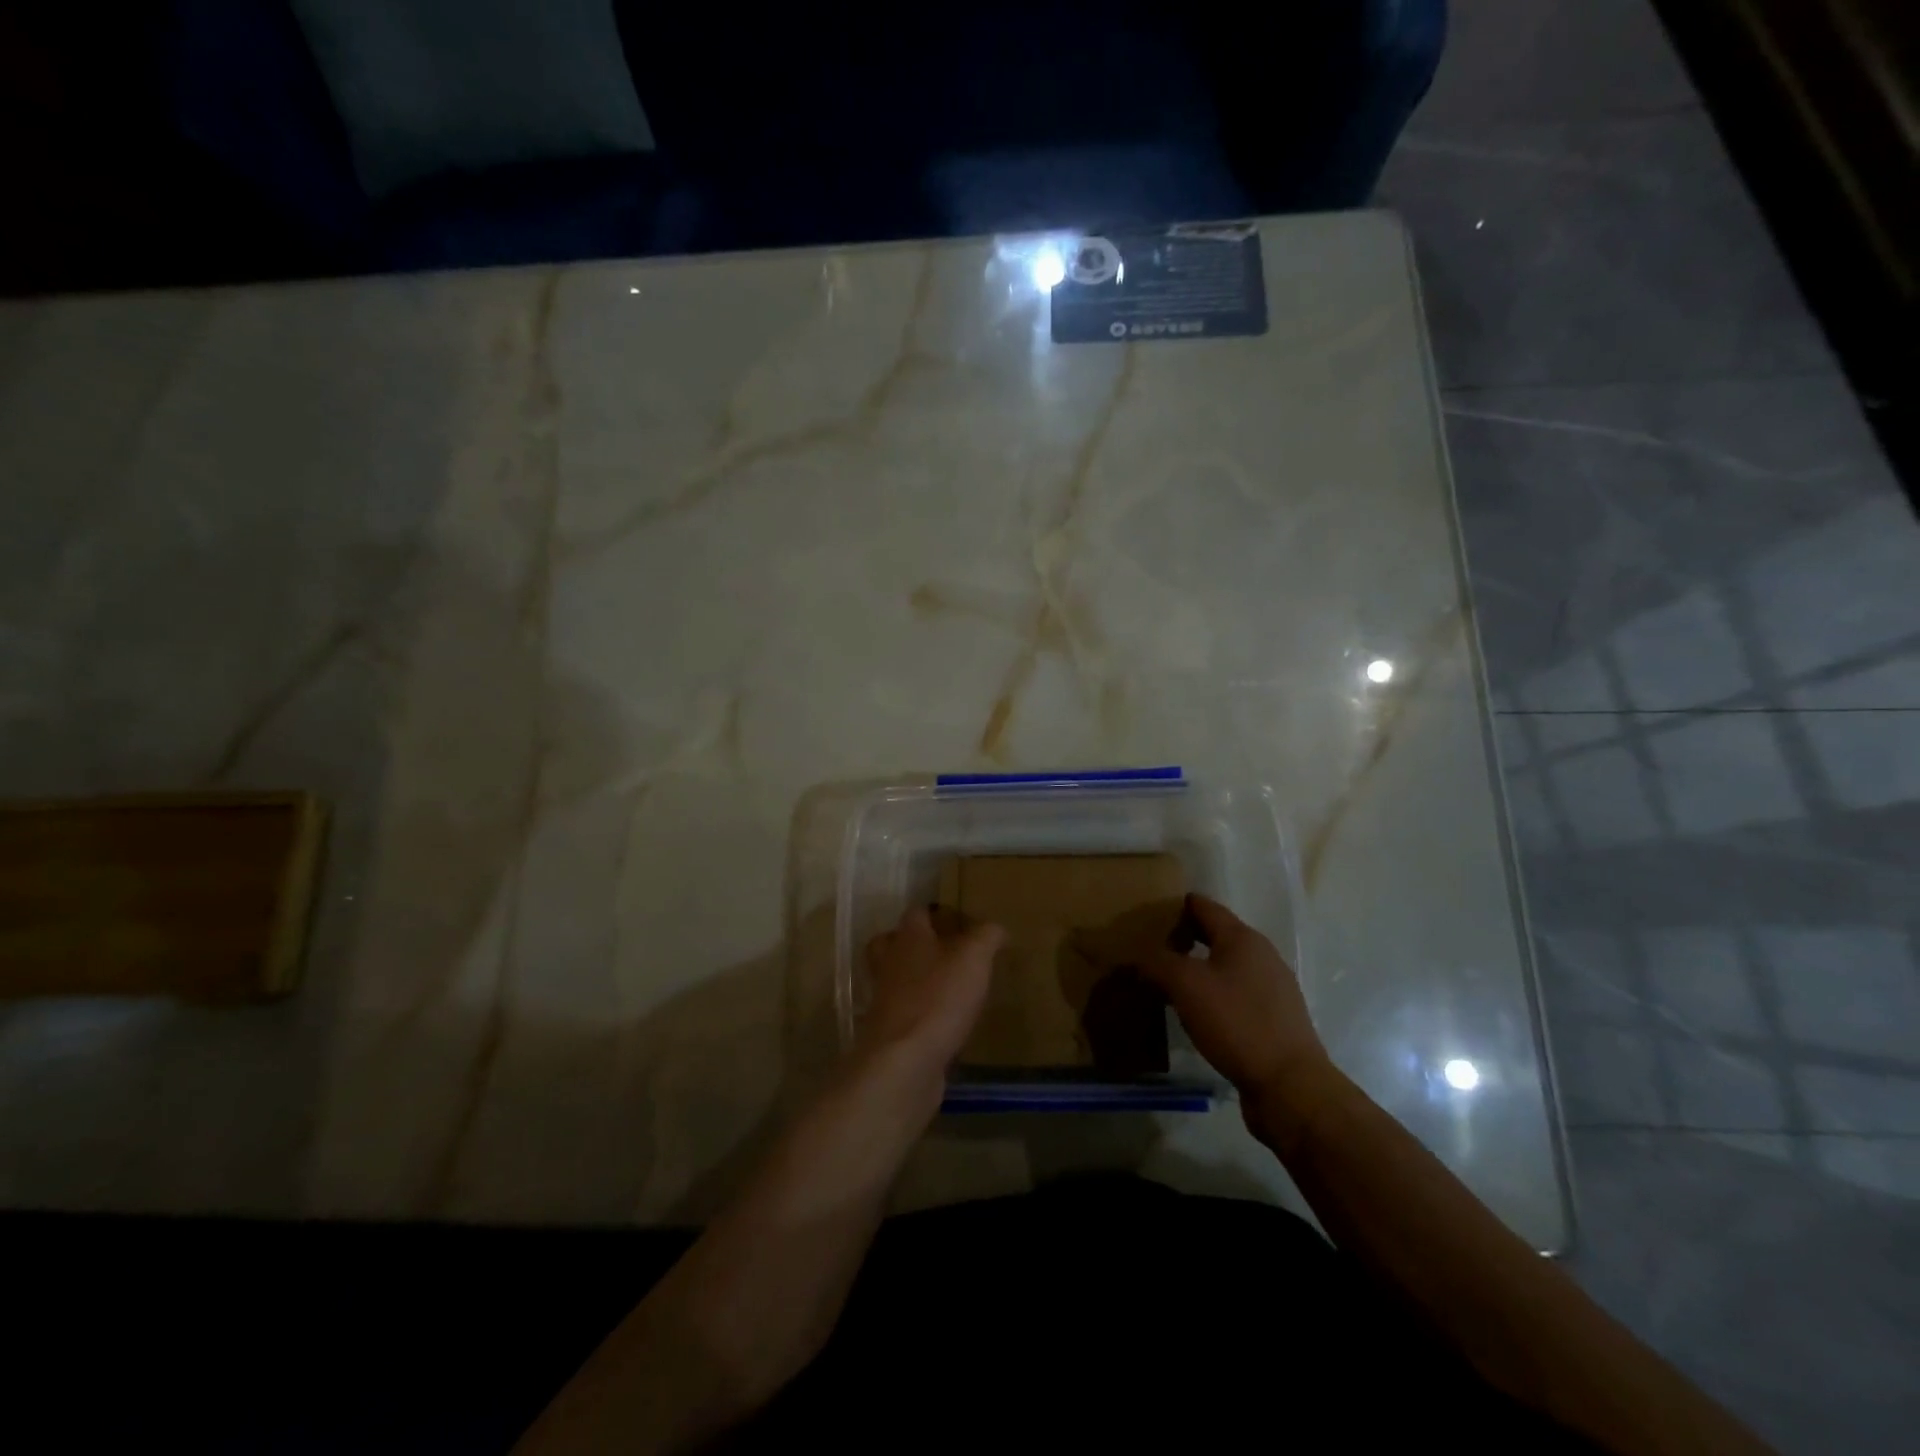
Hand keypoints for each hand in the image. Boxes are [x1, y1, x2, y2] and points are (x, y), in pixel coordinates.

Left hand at [856, 905, 1001, 1088]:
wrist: (905, 1060)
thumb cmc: (939, 998)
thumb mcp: (974, 959)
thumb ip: (986, 937)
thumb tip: (996, 927)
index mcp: (908, 938)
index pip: (916, 913)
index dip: (936, 914)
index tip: (959, 922)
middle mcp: (889, 963)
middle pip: (890, 943)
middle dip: (911, 944)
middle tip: (940, 951)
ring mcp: (884, 999)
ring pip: (893, 978)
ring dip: (913, 980)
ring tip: (944, 987)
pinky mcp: (888, 1032)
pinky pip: (902, 1013)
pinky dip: (917, 1014)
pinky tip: (941, 1022)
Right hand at [1141, 895, 1329, 1110]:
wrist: (1289, 1085)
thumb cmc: (1236, 1022)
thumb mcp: (1185, 985)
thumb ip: (1158, 963)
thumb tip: (1140, 956)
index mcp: (1242, 938)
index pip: (1204, 906)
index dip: (1176, 906)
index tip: (1148, 913)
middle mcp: (1262, 955)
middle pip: (1216, 935)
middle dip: (1184, 938)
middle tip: (1151, 950)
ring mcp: (1273, 988)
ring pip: (1226, 966)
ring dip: (1198, 969)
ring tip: (1168, 983)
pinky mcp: (1275, 1019)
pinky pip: (1236, 993)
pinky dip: (1213, 994)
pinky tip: (1198, 1013)